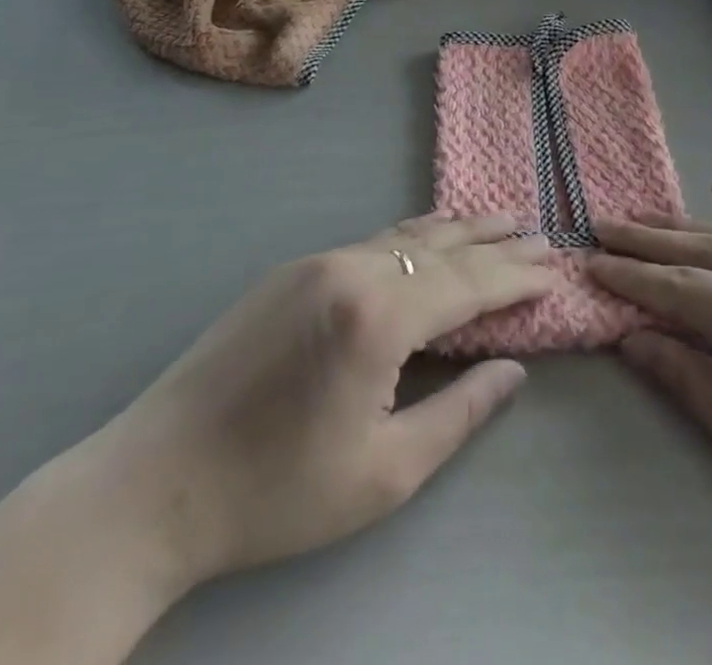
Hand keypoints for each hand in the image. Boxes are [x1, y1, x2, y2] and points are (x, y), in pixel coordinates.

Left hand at [95, 213, 554, 592]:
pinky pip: (371, 243)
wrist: (155, 482)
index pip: (469, 285)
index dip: (516, 278)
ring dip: (457, 231)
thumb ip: (459, 412)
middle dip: (496, 242)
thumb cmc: (276, 493)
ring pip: (406, 237)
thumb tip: (513, 369)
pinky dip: (413, 237)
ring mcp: (317, 262)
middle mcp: (352, 269)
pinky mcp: (292, 269)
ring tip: (500, 219)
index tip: (555, 270)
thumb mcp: (384, 474)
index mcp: (379, 315)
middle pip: (443, 248)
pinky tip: (430, 234)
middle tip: (540, 233)